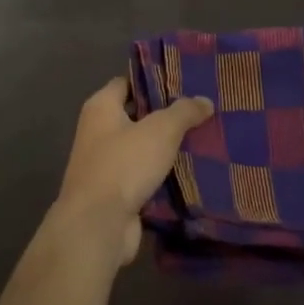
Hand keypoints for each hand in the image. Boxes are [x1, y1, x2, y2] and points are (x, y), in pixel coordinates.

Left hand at [52, 79, 213, 263]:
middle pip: (136, 115)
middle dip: (166, 115)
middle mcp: (98, 132)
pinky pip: (144, 176)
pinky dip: (164, 175)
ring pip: (143, 148)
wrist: (98, 224)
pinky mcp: (116, 192)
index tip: (185, 81)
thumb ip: (184, 111)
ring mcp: (105, 164)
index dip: (154, 80)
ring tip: (204, 139)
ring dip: (167, 148)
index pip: (127, 82)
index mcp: (100, 108)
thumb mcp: (161, 130)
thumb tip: (205, 100)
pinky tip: (192, 171)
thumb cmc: (124, 164)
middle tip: (201, 111)